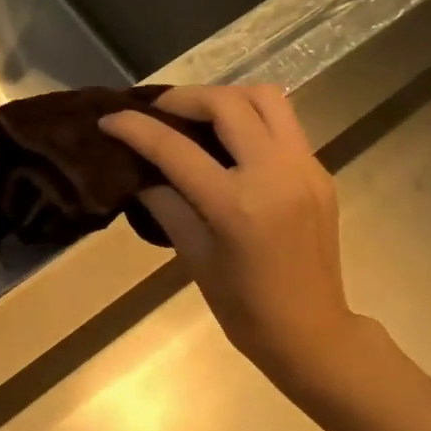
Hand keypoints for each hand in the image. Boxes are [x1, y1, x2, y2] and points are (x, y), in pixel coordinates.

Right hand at [100, 86, 363, 390]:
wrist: (311, 332)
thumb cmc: (245, 308)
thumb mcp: (195, 257)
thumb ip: (166, 205)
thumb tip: (140, 171)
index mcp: (237, 205)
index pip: (176, 149)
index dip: (136, 128)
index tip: (110, 118)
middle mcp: (275, 174)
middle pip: (228, 104)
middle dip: (185, 98)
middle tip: (160, 113)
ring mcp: (305, 168)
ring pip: (267, 99)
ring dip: (227, 98)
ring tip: (200, 117)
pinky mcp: (320, 171)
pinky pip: (286, 125)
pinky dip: (253, 121)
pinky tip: (234, 145)